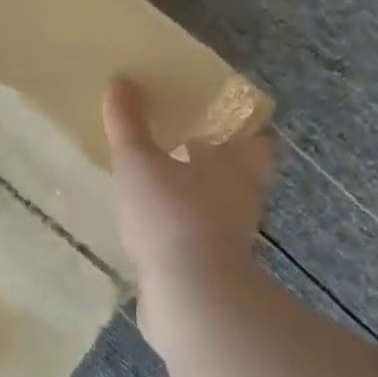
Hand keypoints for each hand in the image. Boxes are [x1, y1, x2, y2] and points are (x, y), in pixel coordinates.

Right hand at [102, 76, 274, 278]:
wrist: (190, 296)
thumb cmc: (171, 214)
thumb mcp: (138, 161)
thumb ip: (128, 123)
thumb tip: (121, 80)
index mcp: (237, 165)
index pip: (256, 136)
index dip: (239, 124)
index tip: (214, 113)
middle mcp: (242, 197)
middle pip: (235, 170)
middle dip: (211, 157)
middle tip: (179, 139)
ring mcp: (230, 235)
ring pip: (216, 202)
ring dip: (194, 191)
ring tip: (156, 178)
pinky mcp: (212, 265)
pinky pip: (197, 233)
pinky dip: (180, 223)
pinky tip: (150, 220)